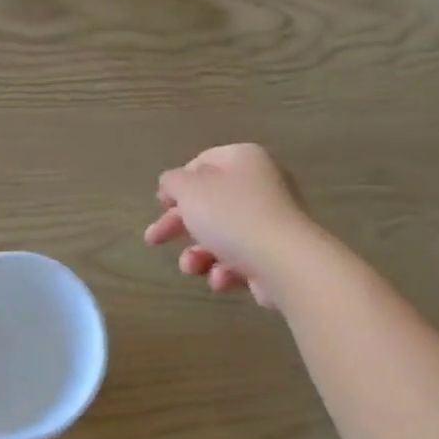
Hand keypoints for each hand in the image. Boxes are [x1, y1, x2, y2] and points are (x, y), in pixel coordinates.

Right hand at [143, 145, 320, 308]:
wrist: (284, 262)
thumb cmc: (232, 216)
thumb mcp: (190, 190)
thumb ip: (173, 182)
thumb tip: (173, 184)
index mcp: (243, 159)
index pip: (204, 163)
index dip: (178, 183)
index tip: (160, 204)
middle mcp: (261, 185)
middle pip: (210, 203)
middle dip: (179, 225)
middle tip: (153, 239)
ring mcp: (271, 221)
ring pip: (222, 236)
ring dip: (199, 254)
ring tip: (192, 267)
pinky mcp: (275, 255)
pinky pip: (241, 259)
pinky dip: (225, 270)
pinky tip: (221, 279)